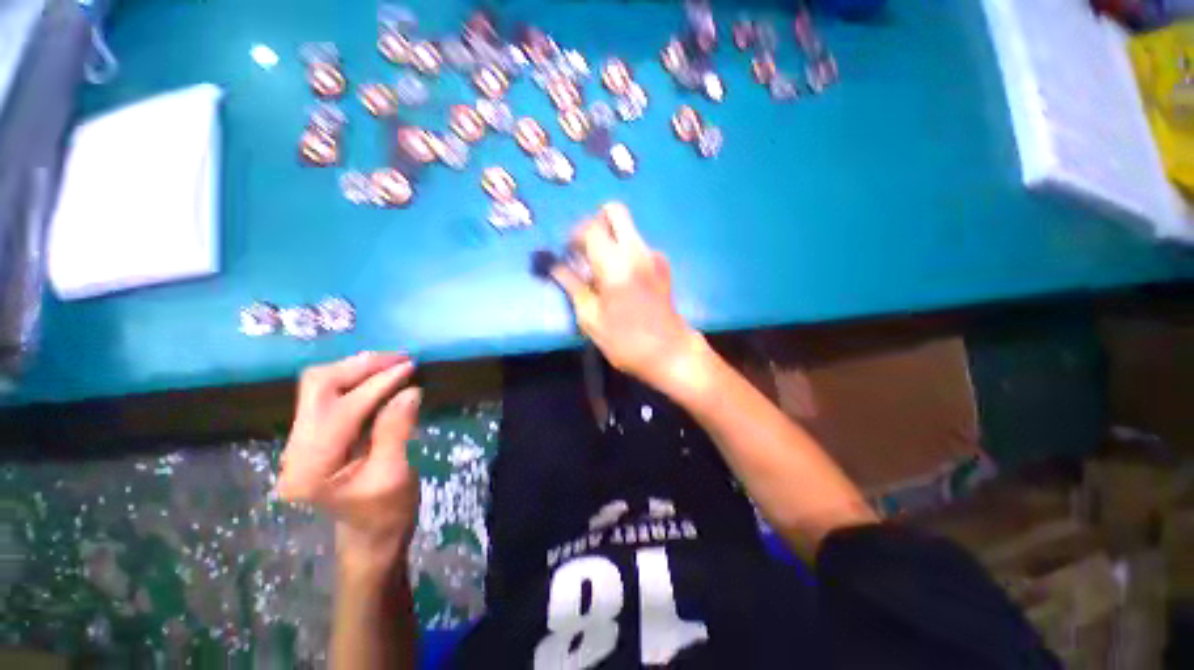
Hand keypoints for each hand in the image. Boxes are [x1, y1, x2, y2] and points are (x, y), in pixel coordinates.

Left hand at [277, 352, 421, 573]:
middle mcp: (295, 449)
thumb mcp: (395, 474)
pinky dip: (357, 379)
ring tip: (394, 363)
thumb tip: (410, 390)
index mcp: (311, 467)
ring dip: (358, 368)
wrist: (369, 537)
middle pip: (317, 386)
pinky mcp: (314, 435)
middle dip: (360, 366)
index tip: (411, 367)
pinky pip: (330, 395)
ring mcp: (300, 441)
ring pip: (320, 385)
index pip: (342, 409)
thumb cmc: (385, 513)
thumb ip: (396, 430)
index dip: (378, 384)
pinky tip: (381, 376)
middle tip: (400, 359)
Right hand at [550, 202, 711, 395]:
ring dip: (610, 239)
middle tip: (586, 249)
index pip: (590, 227)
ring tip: (601, 271)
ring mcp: (654, 256)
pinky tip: (621, 280)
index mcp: (615, 263)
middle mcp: (637, 250)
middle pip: (615, 212)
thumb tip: (555, 267)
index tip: (569, 253)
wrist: (669, 351)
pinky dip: (624, 252)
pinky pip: (637, 245)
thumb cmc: (625, 340)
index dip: (574, 235)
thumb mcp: (590, 317)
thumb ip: (572, 286)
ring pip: (627, 229)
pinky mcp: (663, 265)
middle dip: (595, 223)